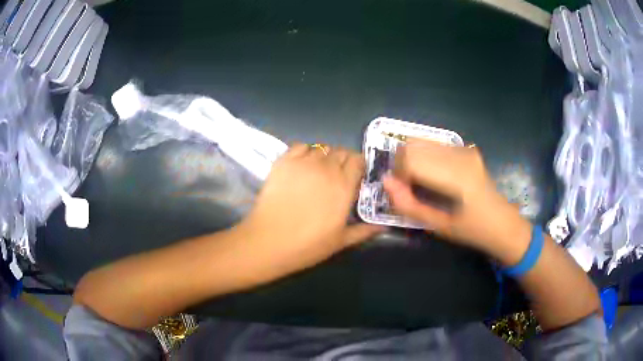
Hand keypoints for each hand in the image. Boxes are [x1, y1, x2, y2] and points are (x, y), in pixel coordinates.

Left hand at [237, 144, 383, 276]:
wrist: (269, 241)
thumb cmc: (308, 245)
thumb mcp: (341, 241)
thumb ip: (364, 231)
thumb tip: (383, 227)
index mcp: (344, 185)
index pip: (358, 160)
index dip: (359, 164)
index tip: (356, 175)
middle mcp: (326, 168)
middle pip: (341, 151)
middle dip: (343, 160)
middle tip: (337, 175)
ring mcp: (303, 163)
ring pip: (321, 148)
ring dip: (324, 156)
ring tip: (319, 170)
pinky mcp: (283, 162)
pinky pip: (299, 146)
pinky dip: (304, 152)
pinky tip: (302, 165)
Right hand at [382, 139, 530, 260]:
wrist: (503, 224)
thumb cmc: (472, 231)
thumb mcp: (438, 225)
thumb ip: (409, 205)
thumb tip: (386, 182)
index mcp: (456, 175)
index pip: (411, 159)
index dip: (398, 174)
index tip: (402, 192)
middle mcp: (460, 154)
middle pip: (413, 145)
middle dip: (401, 164)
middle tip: (407, 186)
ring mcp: (465, 148)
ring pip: (422, 141)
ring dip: (412, 159)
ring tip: (419, 181)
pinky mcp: (467, 149)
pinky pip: (435, 145)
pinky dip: (424, 157)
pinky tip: (433, 175)